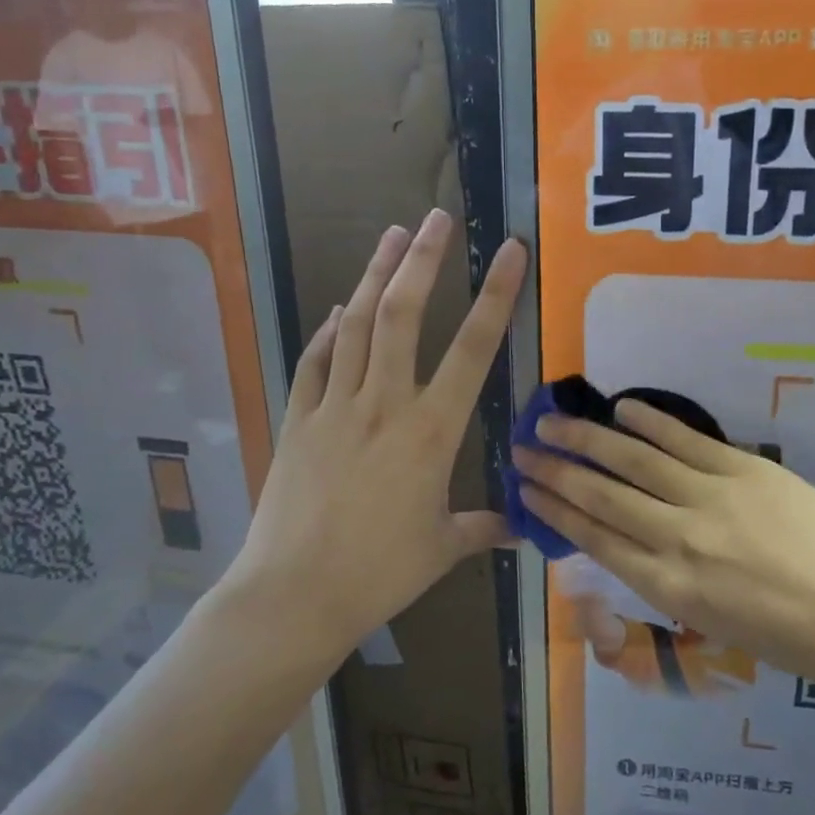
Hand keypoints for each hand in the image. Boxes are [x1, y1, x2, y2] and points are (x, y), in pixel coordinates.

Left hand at [230, 210, 525, 653]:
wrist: (293, 596)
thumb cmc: (379, 573)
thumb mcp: (441, 548)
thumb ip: (482, 527)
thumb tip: (521, 528)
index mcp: (431, 431)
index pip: (472, 349)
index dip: (496, 295)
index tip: (510, 251)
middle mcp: (384, 403)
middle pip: (402, 315)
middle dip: (423, 260)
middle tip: (437, 218)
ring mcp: (335, 407)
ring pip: (356, 324)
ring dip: (375, 275)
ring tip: (393, 235)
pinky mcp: (298, 419)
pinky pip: (316, 361)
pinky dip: (329, 330)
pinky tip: (338, 309)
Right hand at [513, 400, 814, 690]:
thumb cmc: (788, 636)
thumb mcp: (711, 624)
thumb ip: (665, 580)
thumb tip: (629, 540)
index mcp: (668, 589)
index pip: (595, 539)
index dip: (554, 510)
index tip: (525, 490)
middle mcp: (678, 540)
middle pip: (602, 496)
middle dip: (556, 471)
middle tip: (523, 448)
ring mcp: (711, 499)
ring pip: (635, 462)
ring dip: (589, 439)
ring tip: (553, 421)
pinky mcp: (744, 469)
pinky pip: (686, 440)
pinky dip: (650, 423)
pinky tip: (622, 408)